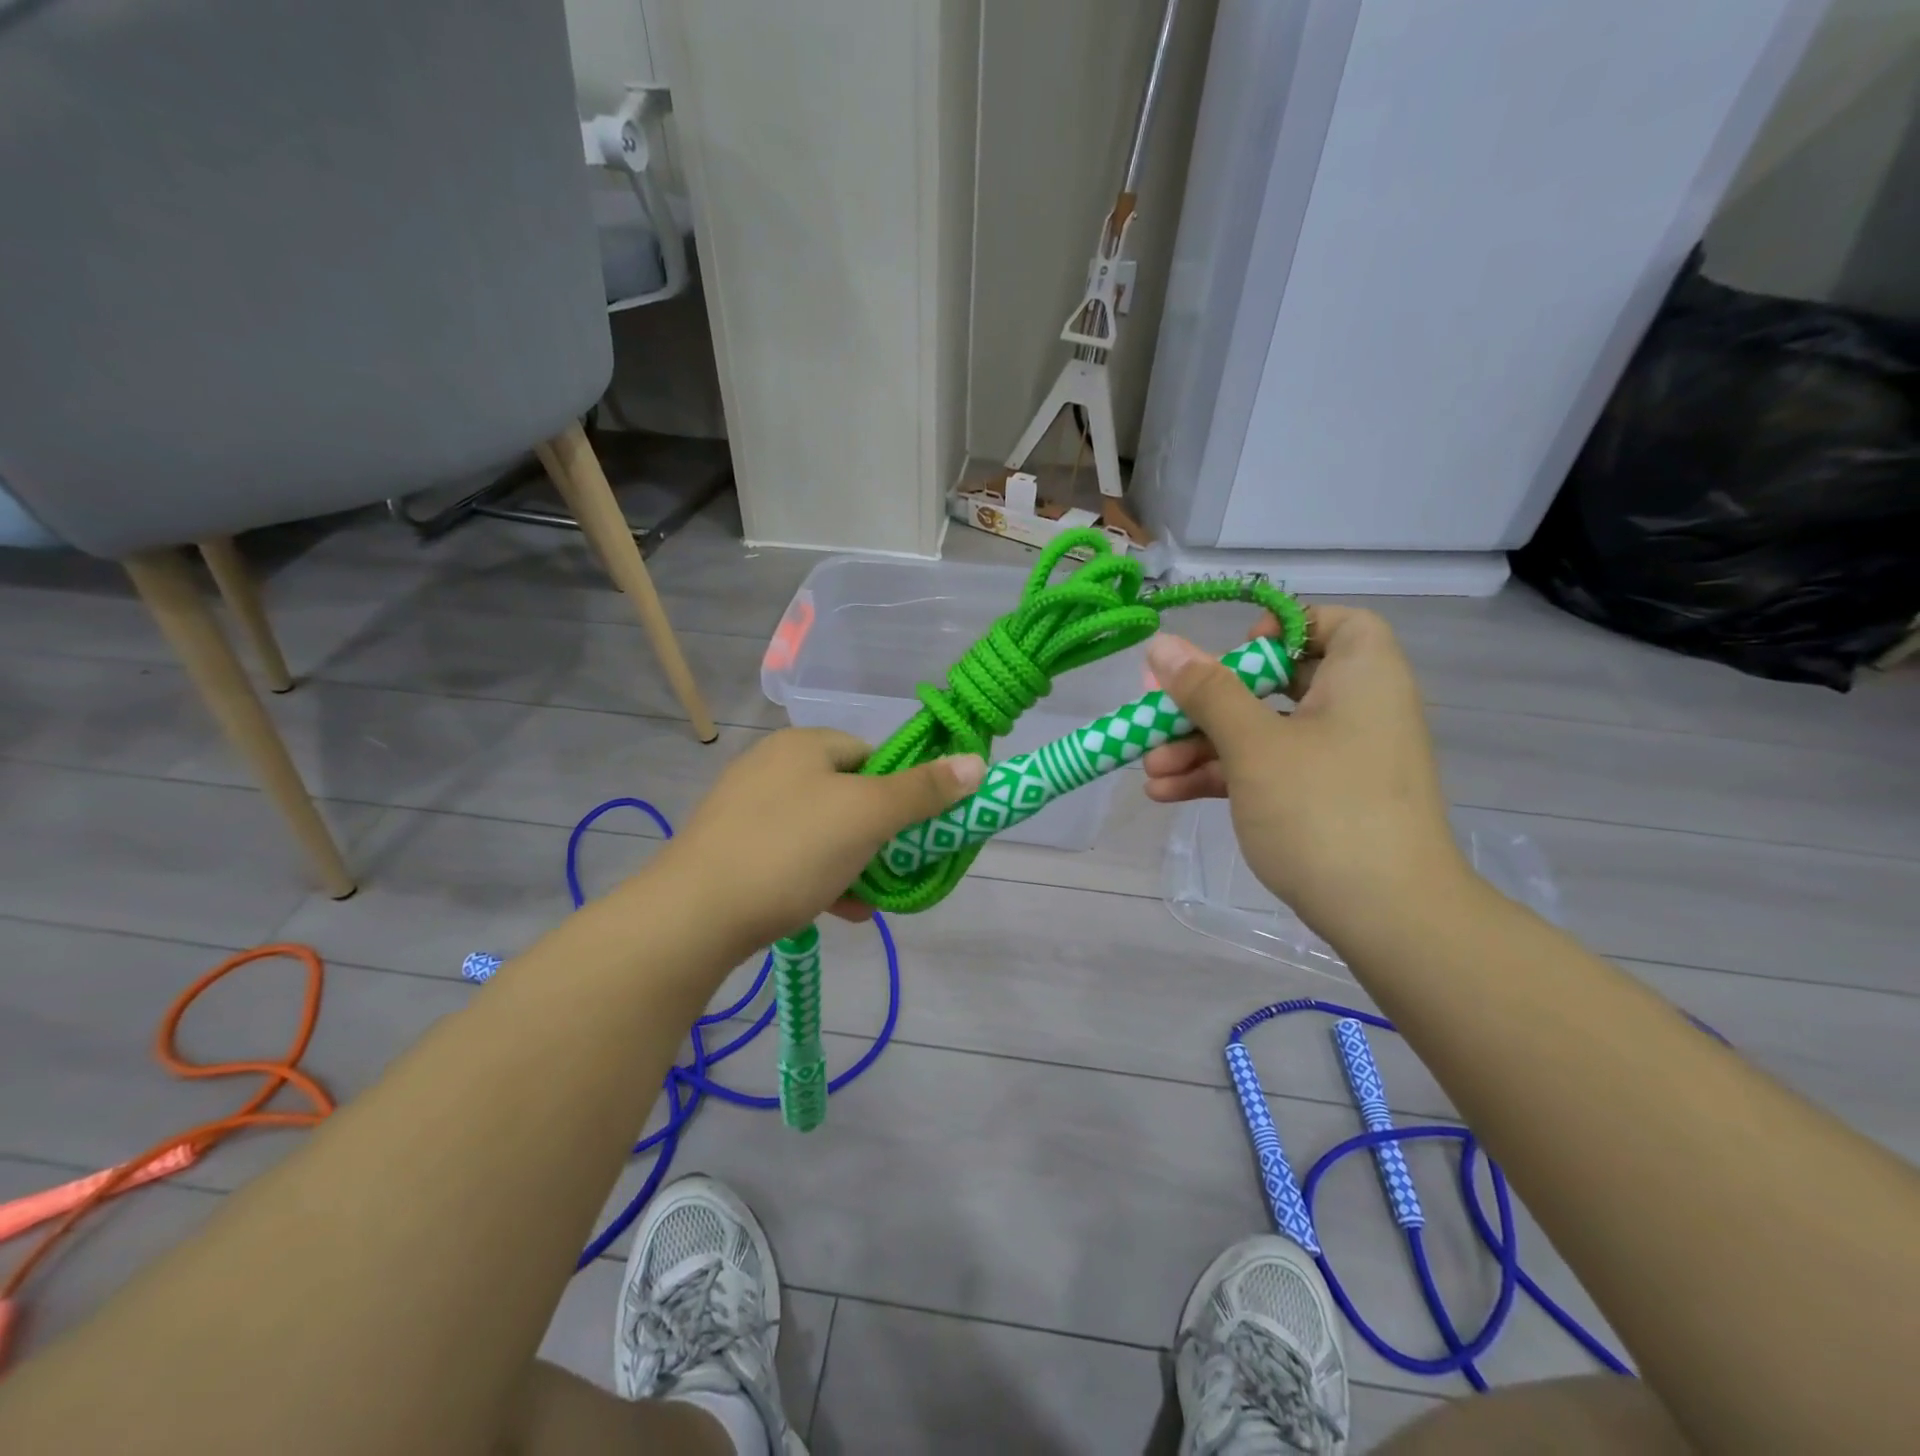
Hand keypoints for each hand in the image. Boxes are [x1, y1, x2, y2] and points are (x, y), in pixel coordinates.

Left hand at [657, 728, 984, 951]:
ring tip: (867, 902)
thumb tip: (976, 761)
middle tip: (894, 871)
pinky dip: (818, 878)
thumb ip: (923, 791)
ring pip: (821, 831)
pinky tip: (834, 911)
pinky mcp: (731, 850)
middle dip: (877, 837)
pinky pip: (791, 856)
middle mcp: (771, 767)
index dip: (899, 791)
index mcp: (802, 746)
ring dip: (853, 864)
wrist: (693, 916)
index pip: (870, 754)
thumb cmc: (790, 850)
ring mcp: (746, 810)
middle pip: (848, 796)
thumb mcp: (867, 817)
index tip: (911, 831)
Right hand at [1142, 607, 1466, 945]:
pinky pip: (1267, 771)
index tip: (1234, 653)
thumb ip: (1207, 691)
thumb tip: (1163, 646)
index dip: (1281, 629)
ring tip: (1148, 769)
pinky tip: (1167, 793)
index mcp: (1362, 677)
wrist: (1390, 919)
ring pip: (1262, 733)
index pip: (1333, 624)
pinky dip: (1223, 777)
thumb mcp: (1254, 744)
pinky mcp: (1323, 801)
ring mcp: (1338, 760)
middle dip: (1207, 704)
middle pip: (1275, 683)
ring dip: (1202, 747)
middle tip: (1158, 715)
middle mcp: (1356, 710)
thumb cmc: (1323, 810)